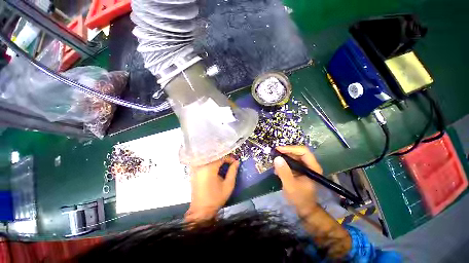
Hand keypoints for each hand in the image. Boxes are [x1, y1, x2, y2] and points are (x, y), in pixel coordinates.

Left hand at [185, 156, 239, 221]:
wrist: (200, 211)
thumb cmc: (216, 198)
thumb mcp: (228, 185)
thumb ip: (233, 171)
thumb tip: (236, 162)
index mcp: (209, 168)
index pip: (221, 157)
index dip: (229, 158)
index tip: (235, 162)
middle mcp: (200, 165)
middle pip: (214, 156)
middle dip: (223, 157)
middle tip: (230, 161)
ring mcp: (196, 168)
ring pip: (208, 158)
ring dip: (217, 159)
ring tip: (224, 163)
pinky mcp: (194, 172)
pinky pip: (203, 162)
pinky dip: (211, 162)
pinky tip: (216, 166)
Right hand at [273, 145, 322, 216]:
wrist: (304, 208)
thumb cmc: (299, 198)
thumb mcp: (290, 186)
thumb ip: (284, 172)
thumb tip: (277, 158)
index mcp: (312, 168)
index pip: (303, 151)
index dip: (291, 148)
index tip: (278, 150)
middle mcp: (310, 165)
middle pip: (298, 152)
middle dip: (285, 152)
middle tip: (274, 154)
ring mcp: (304, 167)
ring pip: (293, 156)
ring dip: (283, 157)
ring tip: (275, 163)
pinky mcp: (299, 170)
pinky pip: (290, 162)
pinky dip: (283, 163)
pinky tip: (277, 169)